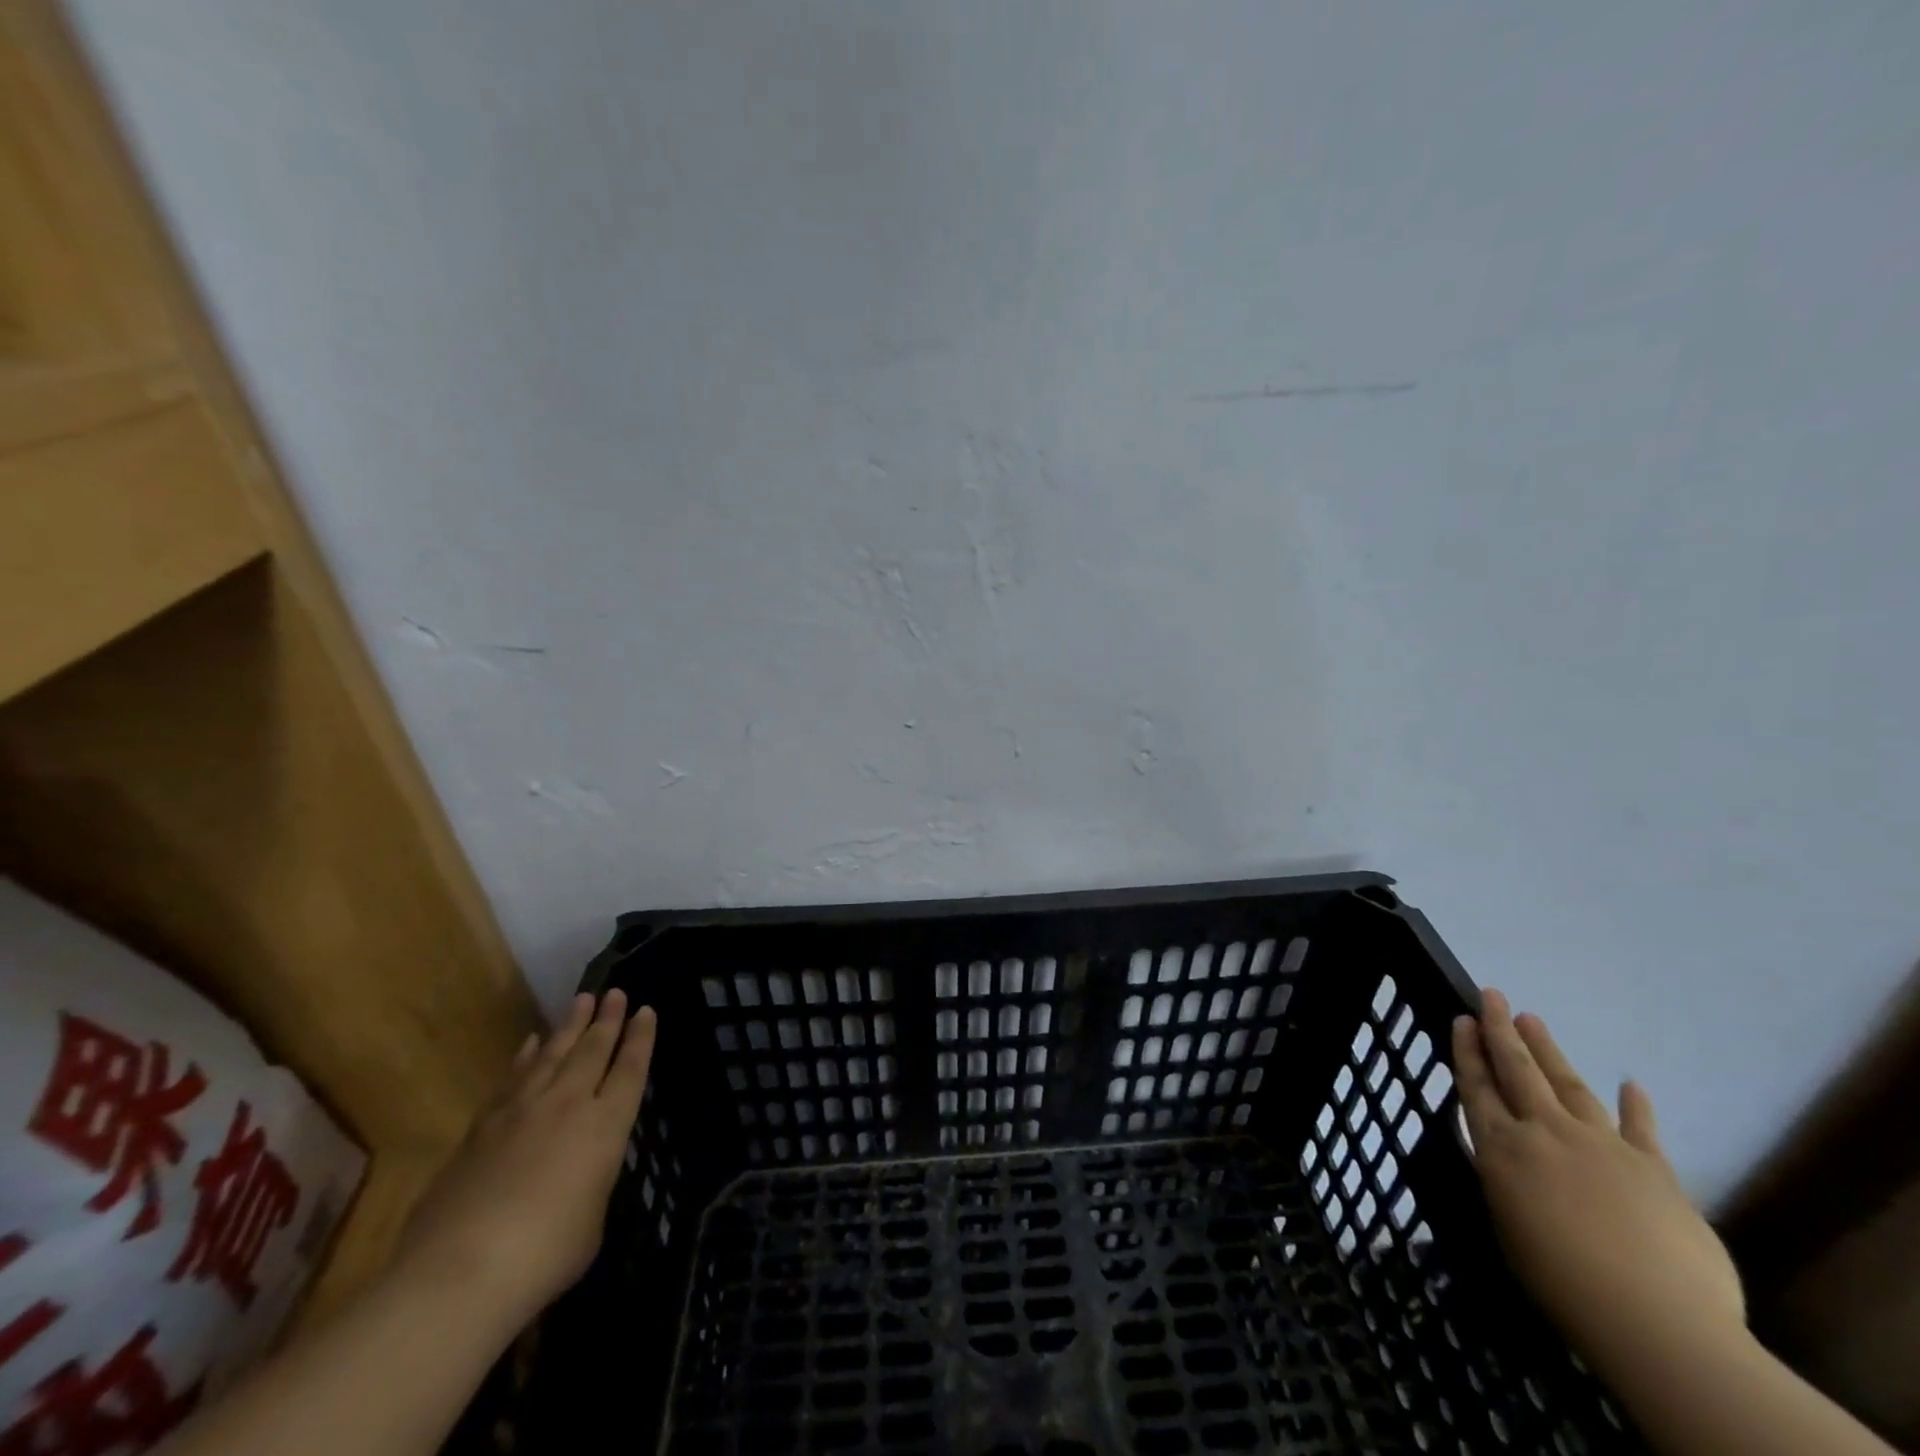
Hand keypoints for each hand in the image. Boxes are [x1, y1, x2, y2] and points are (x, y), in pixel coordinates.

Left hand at [395, 990, 655, 1328]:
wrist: (460, 1272)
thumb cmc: (545, 1255)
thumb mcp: (591, 1220)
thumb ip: (590, 1184)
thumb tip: (575, 1175)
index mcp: (605, 1126)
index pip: (630, 1070)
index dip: (640, 1039)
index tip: (646, 1011)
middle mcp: (568, 1105)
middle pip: (592, 1051)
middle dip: (607, 1020)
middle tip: (615, 992)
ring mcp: (521, 1112)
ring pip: (552, 1054)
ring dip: (569, 1026)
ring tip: (582, 1001)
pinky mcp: (481, 1128)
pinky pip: (511, 1079)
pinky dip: (524, 1057)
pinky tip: (529, 1043)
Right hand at [1452, 991, 1743, 1384]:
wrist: (1656, 1320)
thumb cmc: (1560, 1282)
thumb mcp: (1507, 1226)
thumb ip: (1505, 1182)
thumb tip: (1509, 1161)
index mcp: (1503, 1149)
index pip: (1477, 1087)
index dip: (1467, 1051)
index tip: (1461, 1019)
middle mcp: (1546, 1133)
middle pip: (1518, 1071)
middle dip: (1501, 1030)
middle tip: (1491, 995)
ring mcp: (1603, 1145)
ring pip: (1568, 1084)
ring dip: (1549, 1050)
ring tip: (1533, 1019)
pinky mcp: (1655, 1169)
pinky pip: (1642, 1129)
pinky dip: (1636, 1105)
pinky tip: (1631, 1082)